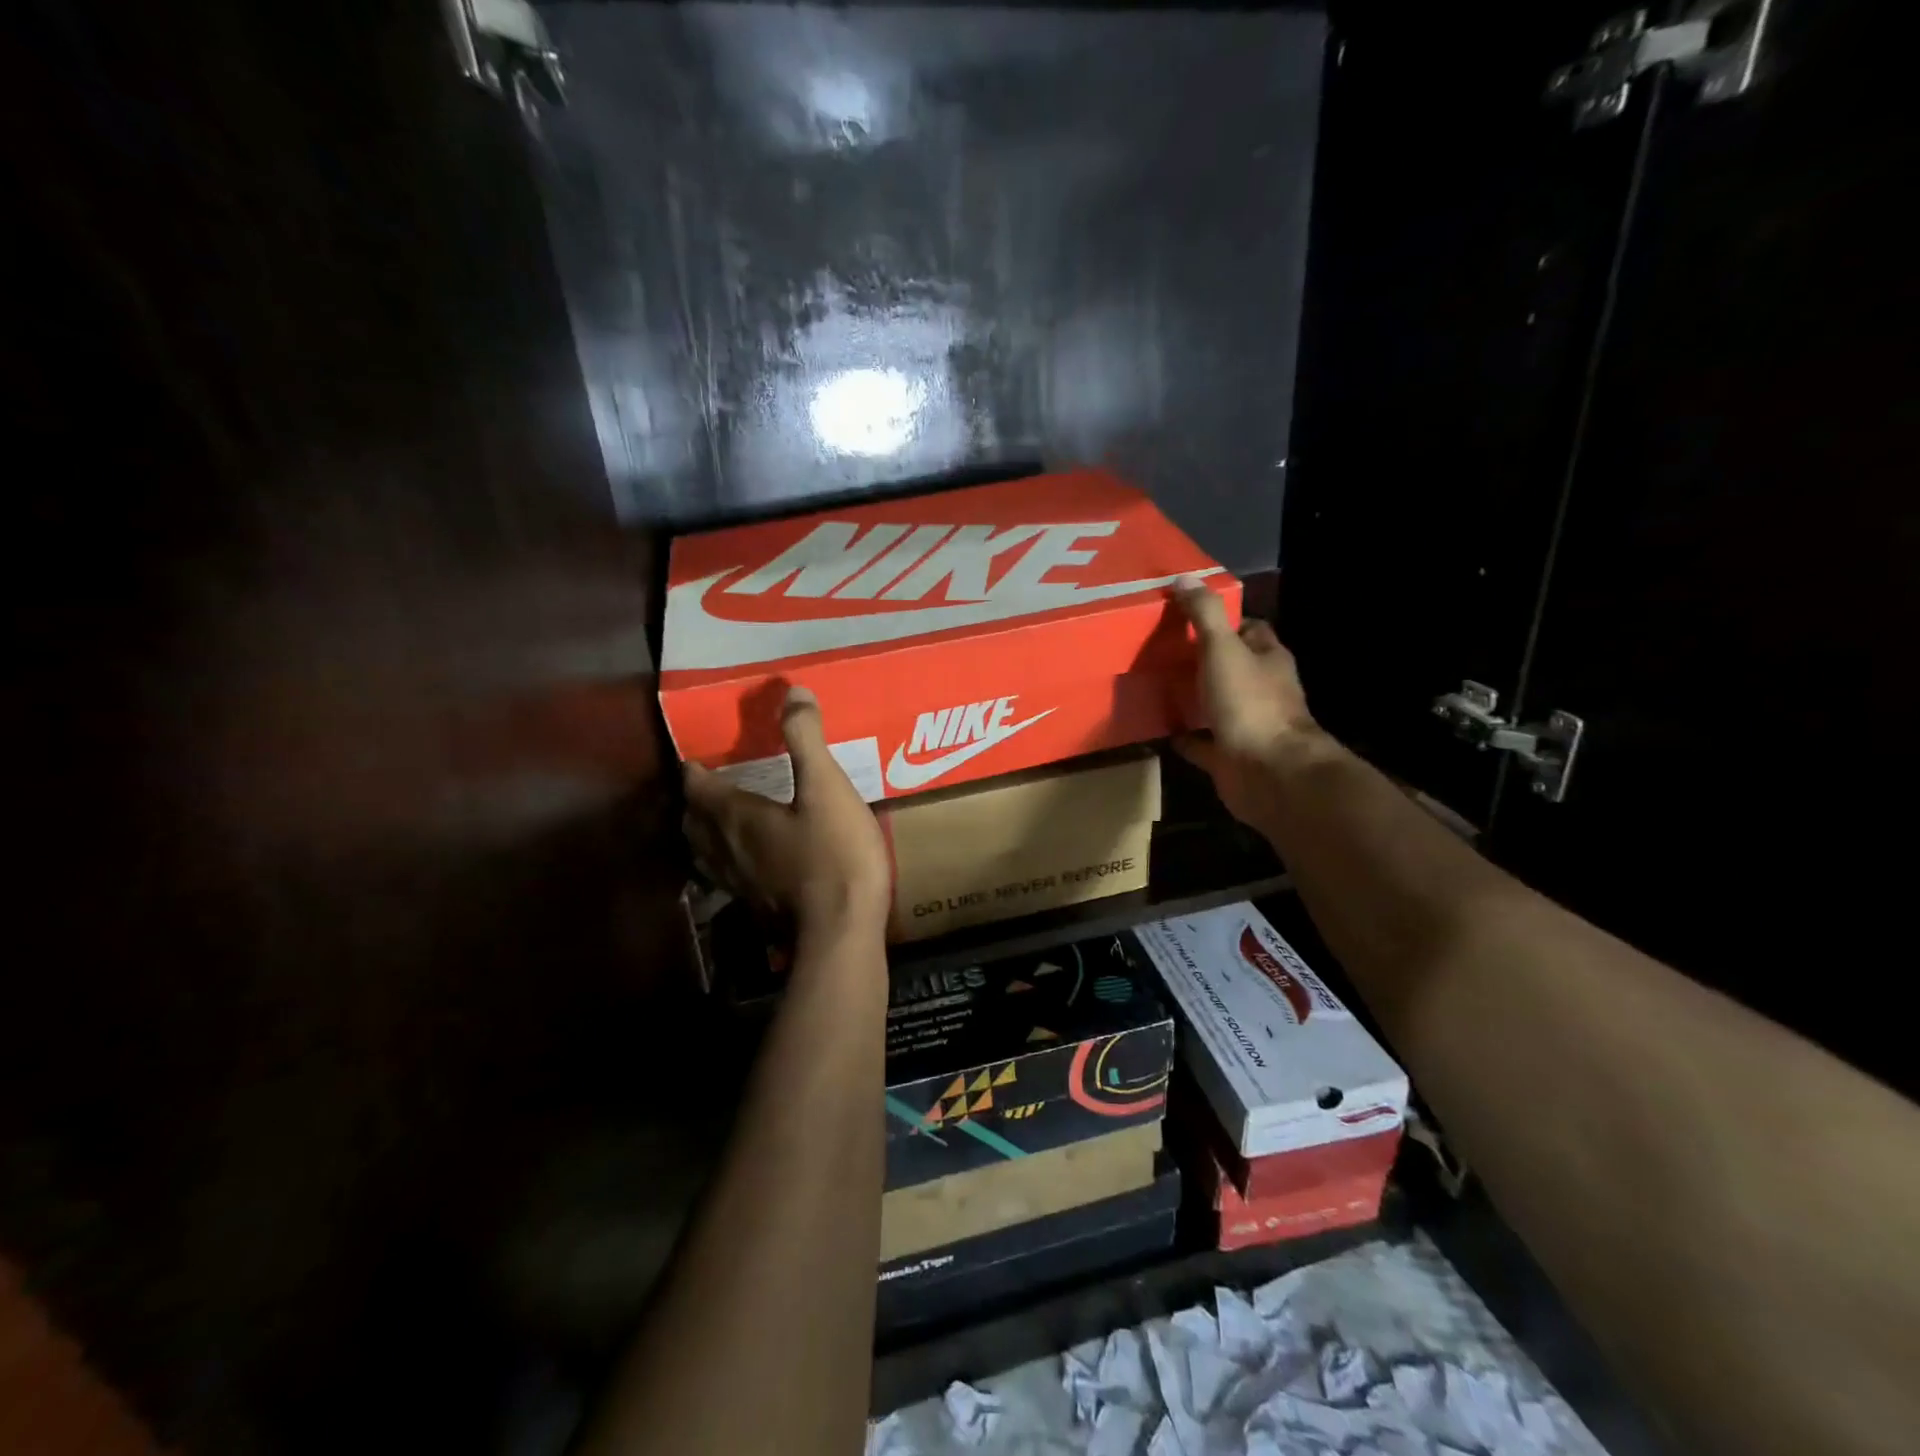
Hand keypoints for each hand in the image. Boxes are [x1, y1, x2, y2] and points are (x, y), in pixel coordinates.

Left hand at [683, 686, 890, 939]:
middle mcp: (727, 850)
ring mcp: (741, 883)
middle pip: (695, 823)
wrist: (842, 930)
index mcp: (736, 817)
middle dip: (696, 802)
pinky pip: (729, 875)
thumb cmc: (834, 853)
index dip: (695, 771)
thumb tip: (792, 691)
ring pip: (708, 853)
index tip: (696, 758)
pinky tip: (752, 860)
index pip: (699, 788)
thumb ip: (806, 739)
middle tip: (709, 785)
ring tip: (720, 820)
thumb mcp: (827, 787)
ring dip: (706, 832)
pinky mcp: (758, 906)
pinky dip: (728, 859)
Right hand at [1174, 578, 1326, 824]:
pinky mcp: (1229, 756)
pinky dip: (1184, 735)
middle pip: (1230, 666)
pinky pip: (1201, 742)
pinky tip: (1159, 728)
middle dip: (1201, 658)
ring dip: (1192, 696)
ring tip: (1154, 684)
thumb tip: (1184, 578)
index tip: (1188, 616)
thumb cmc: (1250, 703)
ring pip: (1215, 704)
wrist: (1268, 772)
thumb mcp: (1222, 649)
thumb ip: (1204, 615)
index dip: (1222, 621)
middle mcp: (1261, 689)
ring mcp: (1246, 725)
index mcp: (1267, 659)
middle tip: (1160, 649)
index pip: (1249, 630)